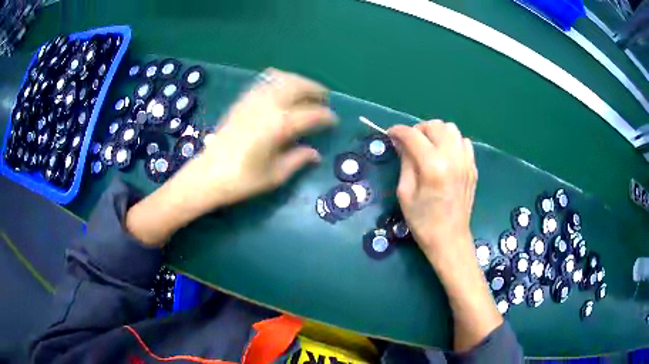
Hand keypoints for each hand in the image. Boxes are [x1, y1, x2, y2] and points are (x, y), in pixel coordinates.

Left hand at [126, 69, 336, 246]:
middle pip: (297, 85)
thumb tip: (314, 153)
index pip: (311, 114)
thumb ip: (298, 160)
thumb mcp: (275, 175)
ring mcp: (252, 100)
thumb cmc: (241, 181)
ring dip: (297, 81)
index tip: (333, 121)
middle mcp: (267, 106)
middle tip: (324, 98)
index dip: (326, 117)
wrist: (206, 176)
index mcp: (279, 125)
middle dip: (315, 89)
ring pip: (281, 78)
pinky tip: (281, 90)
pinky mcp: (241, 101)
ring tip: (305, 91)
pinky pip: (263, 82)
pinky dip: (278, 80)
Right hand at [388, 120, 476, 263]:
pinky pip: (463, 141)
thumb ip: (405, 162)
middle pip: (434, 125)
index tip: (390, 134)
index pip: (413, 135)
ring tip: (428, 146)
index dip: (398, 131)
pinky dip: (452, 141)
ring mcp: (466, 161)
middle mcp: (452, 157)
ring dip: (436, 132)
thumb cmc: (422, 221)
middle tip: (409, 143)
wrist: (449, 239)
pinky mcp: (472, 167)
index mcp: (432, 165)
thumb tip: (401, 142)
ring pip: (451, 128)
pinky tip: (445, 155)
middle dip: (418, 129)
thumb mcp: (405, 192)